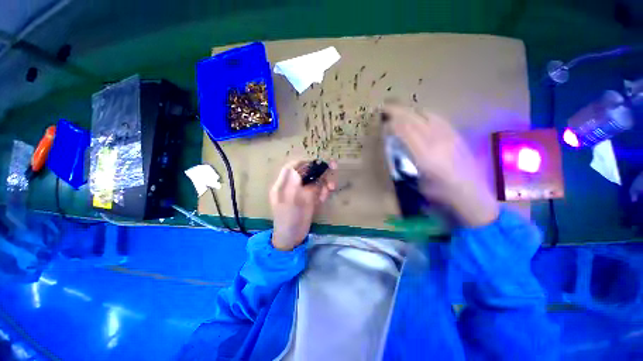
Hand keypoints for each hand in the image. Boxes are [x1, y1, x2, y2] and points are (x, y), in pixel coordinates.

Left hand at [270, 160, 335, 250]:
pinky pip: (318, 191)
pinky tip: (323, 199)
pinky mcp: (309, 200)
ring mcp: (301, 193)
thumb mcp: (291, 201)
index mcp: (282, 185)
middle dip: (319, 170)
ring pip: (315, 181)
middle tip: (334, 166)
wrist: (292, 238)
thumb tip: (307, 172)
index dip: (303, 162)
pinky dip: (323, 193)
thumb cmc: (287, 220)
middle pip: (306, 173)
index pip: (292, 167)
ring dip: (324, 183)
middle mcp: (292, 186)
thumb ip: (298, 186)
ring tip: (330, 189)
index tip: (316, 162)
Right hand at [382, 105, 498, 226]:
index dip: (392, 122)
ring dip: (410, 110)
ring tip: (399, 109)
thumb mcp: (416, 183)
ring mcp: (449, 136)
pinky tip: (419, 115)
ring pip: (426, 115)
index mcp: (425, 156)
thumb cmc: (439, 194)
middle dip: (397, 111)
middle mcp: (437, 141)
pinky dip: (424, 113)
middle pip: (414, 118)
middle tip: (385, 107)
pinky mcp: (457, 135)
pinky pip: (438, 118)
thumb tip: (395, 149)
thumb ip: (404, 164)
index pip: (405, 130)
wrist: (471, 196)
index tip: (381, 120)